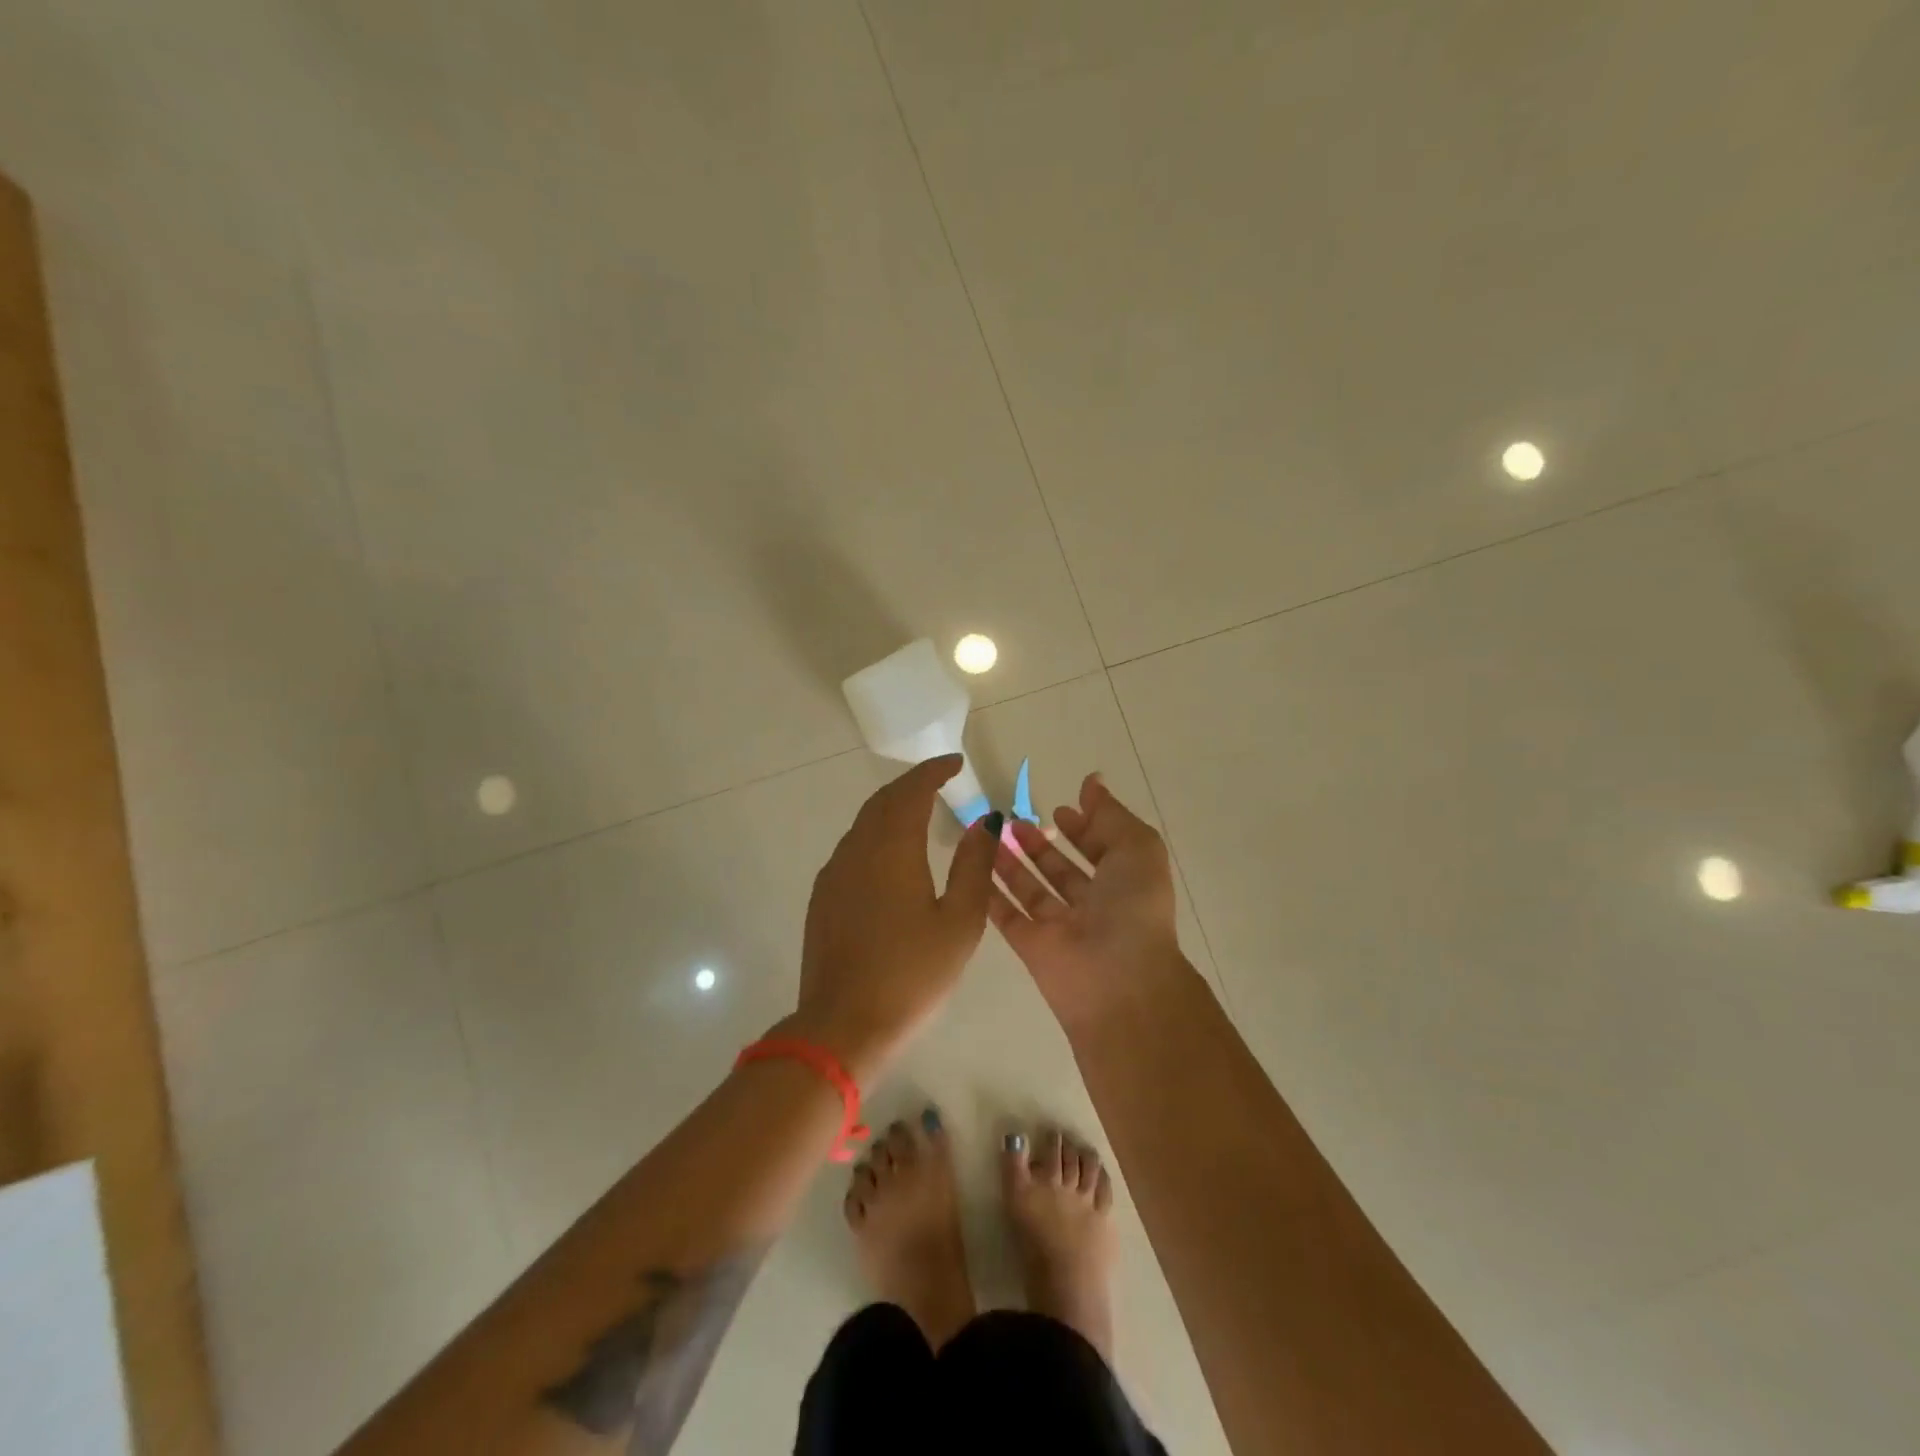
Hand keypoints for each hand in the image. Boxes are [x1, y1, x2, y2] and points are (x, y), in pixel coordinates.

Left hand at [790, 754, 999, 1082]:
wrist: (843, 1025)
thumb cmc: (912, 974)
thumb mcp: (960, 921)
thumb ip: (974, 865)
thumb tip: (984, 821)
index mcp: (892, 849)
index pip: (911, 791)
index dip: (933, 771)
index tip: (955, 762)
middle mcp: (856, 850)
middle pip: (883, 801)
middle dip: (911, 784)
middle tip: (939, 781)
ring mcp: (834, 873)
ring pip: (863, 823)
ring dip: (891, 808)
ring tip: (919, 811)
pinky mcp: (823, 897)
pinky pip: (852, 847)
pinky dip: (875, 834)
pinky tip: (890, 853)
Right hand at [989, 772, 1185, 1028]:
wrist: (1118, 982)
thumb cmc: (1133, 908)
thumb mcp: (1136, 848)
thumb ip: (1110, 813)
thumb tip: (1091, 781)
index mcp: (1125, 883)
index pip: (1101, 850)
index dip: (1082, 829)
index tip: (1059, 809)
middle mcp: (1094, 905)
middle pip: (1062, 870)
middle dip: (1042, 845)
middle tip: (1015, 820)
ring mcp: (1061, 927)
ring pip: (1032, 889)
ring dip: (1012, 862)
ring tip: (990, 833)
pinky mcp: (1031, 946)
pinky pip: (1007, 914)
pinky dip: (991, 892)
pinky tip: (973, 864)